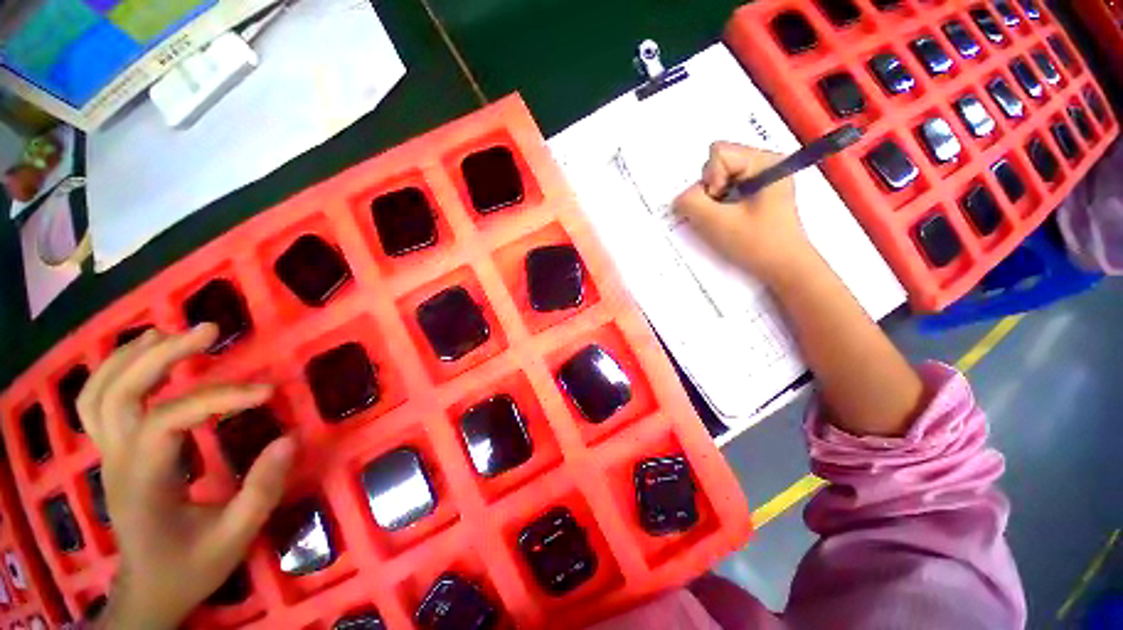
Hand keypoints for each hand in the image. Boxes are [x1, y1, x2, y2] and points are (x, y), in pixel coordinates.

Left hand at [77, 324, 295, 628]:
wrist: (148, 591)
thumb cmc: (190, 567)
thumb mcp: (234, 537)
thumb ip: (262, 490)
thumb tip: (290, 439)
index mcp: (143, 483)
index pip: (167, 421)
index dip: (218, 398)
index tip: (267, 393)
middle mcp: (116, 461)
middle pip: (118, 393)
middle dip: (162, 355)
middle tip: (209, 331)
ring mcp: (109, 454)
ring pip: (98, 392)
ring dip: (132, 356)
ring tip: (172, 332)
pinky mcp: (113, 452)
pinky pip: (99, 401)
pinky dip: (118, 370)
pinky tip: (145, 355)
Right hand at [673, 142, 813, 283]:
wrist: (784, 268)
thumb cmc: (756, 243)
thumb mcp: (717, 223)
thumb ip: (691, 203)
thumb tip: (680, 198)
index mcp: (764, 161)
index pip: (719, 153)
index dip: (710, 179)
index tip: (720, 203)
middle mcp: (764, 163)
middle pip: (718, 164)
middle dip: (711, 190)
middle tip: (721, 213)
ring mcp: (761, 179)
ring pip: (720, 179)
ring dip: (713, 200)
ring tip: (726, 219)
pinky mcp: (757, 194)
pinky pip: (727, 190)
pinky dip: (719, 206)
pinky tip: (729, 221)